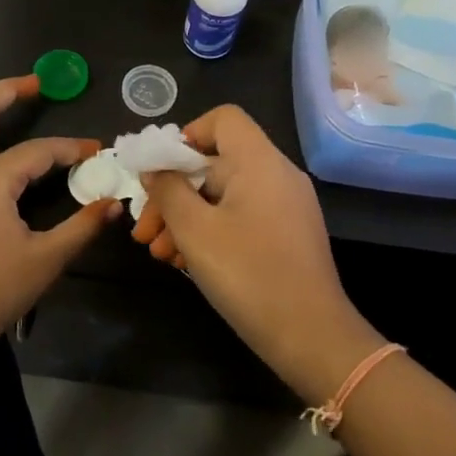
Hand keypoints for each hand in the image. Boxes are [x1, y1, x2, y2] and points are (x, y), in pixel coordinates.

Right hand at [132, 105, 380, 403]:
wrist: (311, 336)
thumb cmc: (249, 275)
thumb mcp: (195, 231)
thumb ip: (169, 191)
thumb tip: (155, 169)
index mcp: (259, 161)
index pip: (222, 119)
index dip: (186, 136)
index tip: (161, 173)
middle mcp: (276, 174)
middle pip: (216, 162)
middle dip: (173, 193)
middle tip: (143, 229)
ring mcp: (285, 205)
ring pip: (224, 195)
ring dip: (186, 217)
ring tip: (158, 253)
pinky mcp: (287, 234)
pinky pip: (241, 216)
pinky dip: (212, 230)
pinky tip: (184, 262)